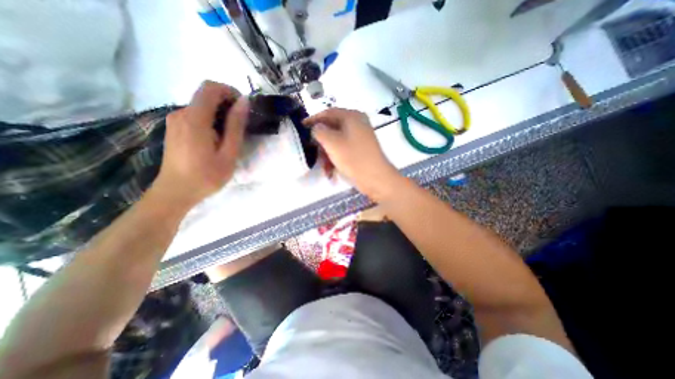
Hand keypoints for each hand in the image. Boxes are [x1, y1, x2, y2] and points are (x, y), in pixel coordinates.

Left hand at [149, 80, 249, 209]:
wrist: (175, 192)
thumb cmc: (206, 176)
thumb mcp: (228, 153)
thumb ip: (235, 126)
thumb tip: (244, 102)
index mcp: (195, 119)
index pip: (210, 87)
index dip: (230, 91)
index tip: (243, 108)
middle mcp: (181, 113)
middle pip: (206, 96)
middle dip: (227, 105)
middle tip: (241, 126)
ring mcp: (175, 120)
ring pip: (201, 106)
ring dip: (220, 114)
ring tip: (231, 136)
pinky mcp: (175, 128)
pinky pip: (195, 115)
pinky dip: (211, 120)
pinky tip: (217, 140)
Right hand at [301, 107, 399, 198]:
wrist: (376, 178)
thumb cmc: (353, 158)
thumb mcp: (332, 142)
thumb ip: (319, 131)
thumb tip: (316, 128)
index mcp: (352, 116)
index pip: (328, 113)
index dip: (313, 119)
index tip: (301, 127)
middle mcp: (357, 124)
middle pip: (332, 128)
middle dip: (321, 143)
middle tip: (312, 152)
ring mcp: (359, 137)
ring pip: (336, 141)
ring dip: (327, 154)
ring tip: (324, 167)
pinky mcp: (360, 150)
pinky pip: (343, 150)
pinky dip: (335, 158)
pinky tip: (331, 171)